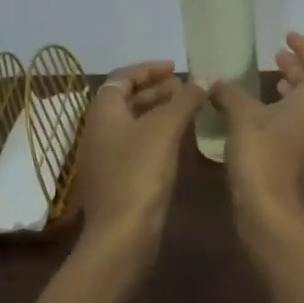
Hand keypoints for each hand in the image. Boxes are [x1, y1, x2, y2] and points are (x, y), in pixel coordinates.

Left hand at [72, 60, 206, 247]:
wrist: (122, 233)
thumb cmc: (140, 172)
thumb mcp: (165, 129)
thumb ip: (185, 100)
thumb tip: (205, 79)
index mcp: (103, 112)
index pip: (122, 77)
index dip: (148, 69)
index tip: (175, 69)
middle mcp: (98, 130)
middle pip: (125, 99)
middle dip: (155, 90)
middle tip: (185, 89)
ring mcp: (105, 156)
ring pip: (132, 123)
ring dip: (157, 112)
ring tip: (187, 111)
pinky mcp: (116, 178)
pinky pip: (135, 145)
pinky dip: (156, 135)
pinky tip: (178, 142)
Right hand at [208, 32, 303, 232]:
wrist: (272, 215)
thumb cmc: (262, 158)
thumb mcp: (241, 119)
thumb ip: (229, 94)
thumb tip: (213, 81)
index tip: (286, 38)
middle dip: (296, 68)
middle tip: (275, 57)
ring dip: (290, 92)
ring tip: (269, 84)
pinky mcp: (303, 164)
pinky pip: (299, 127)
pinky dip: (284, 114)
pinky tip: (259, 119)